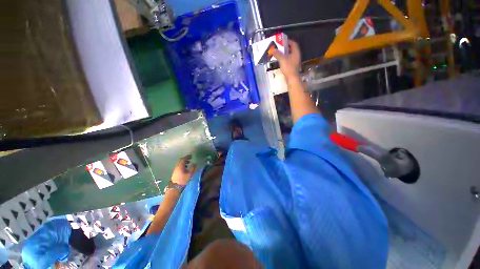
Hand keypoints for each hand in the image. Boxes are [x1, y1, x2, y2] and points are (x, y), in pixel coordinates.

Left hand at [171, 155, 196, 184]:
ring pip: (180, 164)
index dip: (187, 157)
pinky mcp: (175, 173)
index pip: (183, 159)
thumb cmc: (183, 180)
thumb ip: (192, 168)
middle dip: (185, 159)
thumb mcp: (189, 174)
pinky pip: (179, 166)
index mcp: (180, 166)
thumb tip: (195, 163)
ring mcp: (175, 170)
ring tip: (189, 163)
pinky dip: (182, 165)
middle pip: (181, 161)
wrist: (175, 187)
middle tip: (190, 158)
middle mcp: (177, 167)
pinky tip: (185, 168)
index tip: (191, 155)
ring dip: (184, 162)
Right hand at [271, 40, 300, 80]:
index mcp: (296, 52)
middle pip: (292, 49)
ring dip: (285, 53)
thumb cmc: (288, 67)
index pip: (293, 43)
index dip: (288, 41)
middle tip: (279, 47)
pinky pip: (289, 60)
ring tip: (279, 53)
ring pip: (290, 55)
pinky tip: (280, 60)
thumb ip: (277, 54)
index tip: (282, 41)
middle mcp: (297, 55)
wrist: (292, 78)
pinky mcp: (293, 66)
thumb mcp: (282, 59)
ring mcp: (295, 61)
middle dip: (285, 47)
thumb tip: (273, 49)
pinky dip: (285, 59)